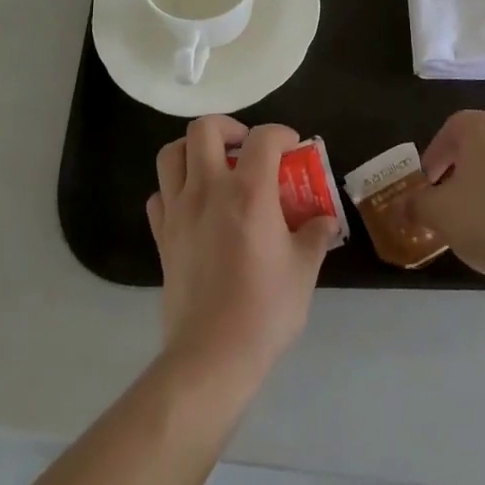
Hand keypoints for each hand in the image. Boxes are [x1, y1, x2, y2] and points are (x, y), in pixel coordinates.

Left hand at [147, 116, 340, 393]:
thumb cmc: (264, 310)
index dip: (281, 134)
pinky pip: (159, 195)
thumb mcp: (303, 270)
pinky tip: (193, 206)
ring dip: (193, 150)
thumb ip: (314, 235)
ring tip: (215, 167)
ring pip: (171, 154)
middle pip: (205, 129)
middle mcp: (209, 189)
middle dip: (229, 127)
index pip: (264, 137)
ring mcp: (179, 211)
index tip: (292, 147)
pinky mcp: (161, 237)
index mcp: (249, 191)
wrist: (211, 357)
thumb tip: (325, 221)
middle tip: (246, 147)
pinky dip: (174, 190)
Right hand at [408, 110, 484, 292]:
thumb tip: (404, 205)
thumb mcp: (440, 215)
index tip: (429, 183)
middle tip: (449, 198)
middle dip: (461, 168)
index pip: (451, 129)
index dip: (435, 154)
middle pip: (480, 143)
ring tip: (481, 217)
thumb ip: (417, 205)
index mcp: (483, 127)